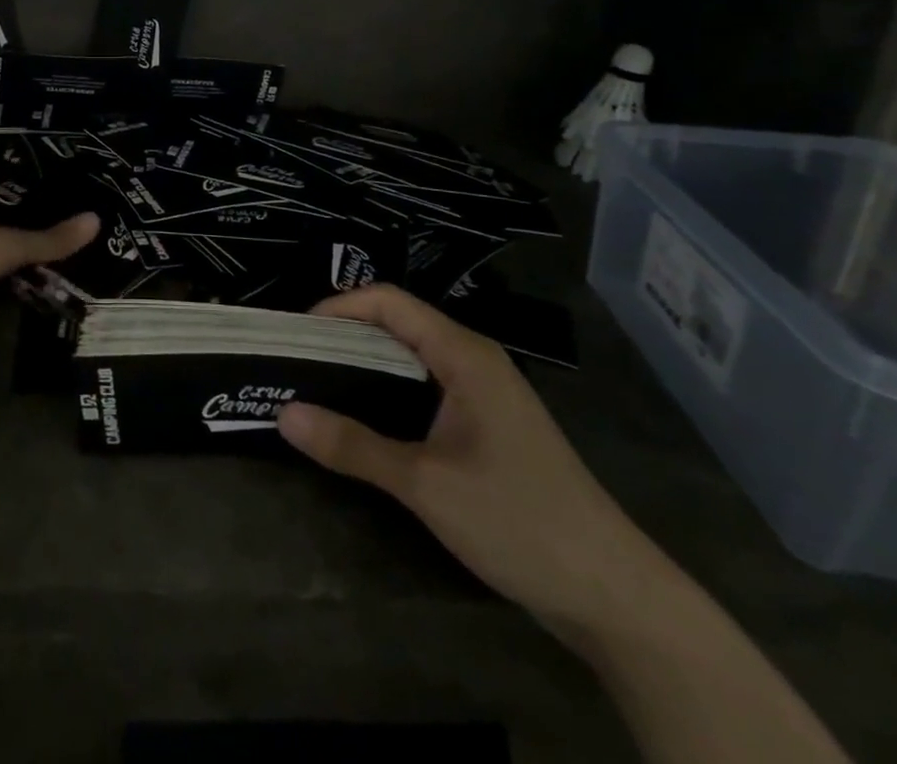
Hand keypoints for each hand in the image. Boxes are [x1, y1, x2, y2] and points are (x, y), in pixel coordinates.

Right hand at [277, 284, 668, 638]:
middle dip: (343, 335)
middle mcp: (473, 360)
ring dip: (363, 366)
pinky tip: (362, 421)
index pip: (388, 302)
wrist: (613, 595)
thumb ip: (352, 446)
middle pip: (397, 324)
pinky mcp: (487, 426)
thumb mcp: (425, 484)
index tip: (295, 334)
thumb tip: (283, 414)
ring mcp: (483, 394)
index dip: (338, 307)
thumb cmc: (519, 521)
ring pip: (410, 358)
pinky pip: (425, 389)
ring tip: (316, 387)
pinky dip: (386, 392)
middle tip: (295, 361)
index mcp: (463, 354)